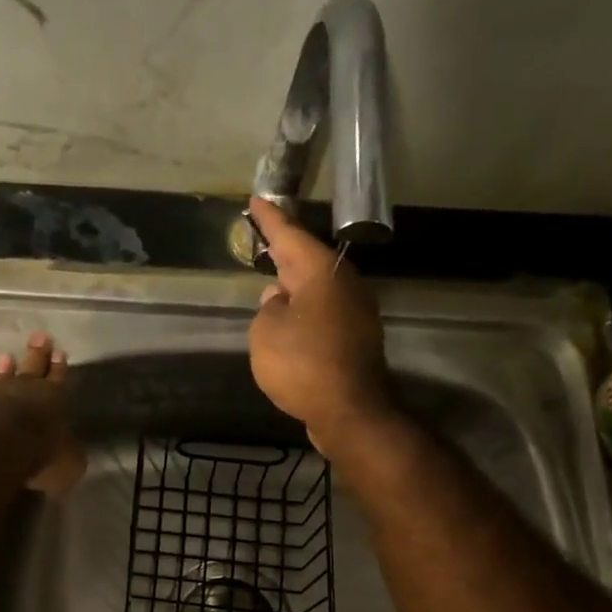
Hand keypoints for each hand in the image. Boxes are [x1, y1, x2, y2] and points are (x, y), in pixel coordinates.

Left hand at [0, 332, 85, 499]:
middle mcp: (26, 392)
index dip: (60, 369)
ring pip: (5, 378)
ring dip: (7, 369)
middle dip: (38, 355)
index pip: (60, 381)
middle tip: (40, 337)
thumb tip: (69, 457)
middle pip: (34, 369)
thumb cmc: (40, 452)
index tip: (60, 353)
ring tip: (6, 358)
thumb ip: (68, 457)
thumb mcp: (68, 464)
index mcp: (55, 401)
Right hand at [246, 198, 396, 452]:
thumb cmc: (302, 365)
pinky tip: (289, 322)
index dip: (269, 219)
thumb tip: (279, 300)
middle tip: (262, 240)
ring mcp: (355, 312)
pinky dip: (304, 312)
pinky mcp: (356, 339)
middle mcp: (344, 285)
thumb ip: (267, 310)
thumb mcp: (266, 334)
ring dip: (294, 285)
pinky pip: (323, 314)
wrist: (350, 411)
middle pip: (308, 261)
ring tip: (271, 282)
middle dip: (284, 251)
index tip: (255, 200)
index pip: (289, 236)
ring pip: (317, 289)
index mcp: (321, 273)